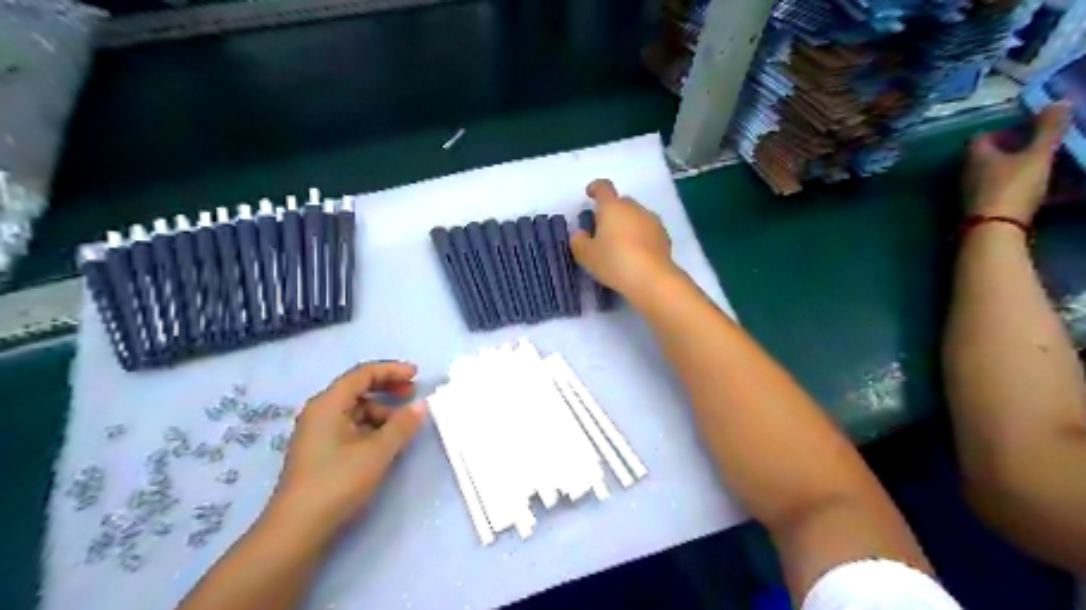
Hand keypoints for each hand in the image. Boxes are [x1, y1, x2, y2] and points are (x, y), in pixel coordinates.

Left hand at [266, 362, 428, 533]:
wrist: (297, 530)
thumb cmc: (337, 482)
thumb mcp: (377, 452)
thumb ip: (402, 425)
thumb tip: (420, 405)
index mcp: (328, 404)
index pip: (362, 374)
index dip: (391, 370)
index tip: (416, 375)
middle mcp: (320, 412)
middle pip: (357, 389)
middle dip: (386, 388)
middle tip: (412, 392)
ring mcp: (318, 433)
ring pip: (355, 410)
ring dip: (381, 411)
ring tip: (403, 424)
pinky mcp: (320, 451)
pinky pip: (350, 427)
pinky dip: (371, 427)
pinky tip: (385, 441)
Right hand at [572, 179, 675, 296]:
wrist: (651, 278)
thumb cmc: (614, 261)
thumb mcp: (586, 254)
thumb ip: (578, 240)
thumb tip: (581, 233)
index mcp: (612, 206)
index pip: (603, 187)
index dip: (595, 188)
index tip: (590, 194)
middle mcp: (634, 207)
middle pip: (621, 202)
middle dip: (611, 212)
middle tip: (602, 231)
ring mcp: (652, 220)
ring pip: (635, 216)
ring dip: (627, 224)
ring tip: (620, 245)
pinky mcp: (664, 236)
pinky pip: (647, 230)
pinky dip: (640, 236)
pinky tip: (636, 254)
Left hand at [961, 103, 1071, 222]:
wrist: (994, 230)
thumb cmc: (1013, 186)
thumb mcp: (1036, 154)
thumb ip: (1048, 129)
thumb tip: (1058, 101)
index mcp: (975, 156)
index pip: (981, 137)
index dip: (1004, 130)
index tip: (1030, 129)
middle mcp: (968, 173)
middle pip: (991, 157)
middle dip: (1019, 151)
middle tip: (1047, 149)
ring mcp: (973, 193)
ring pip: (1001, 176)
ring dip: (1025, 171)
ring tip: (1056, 169)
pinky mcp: (983, 210)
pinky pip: (1007, 194)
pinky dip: (1027, 190)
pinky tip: (1054, 194)